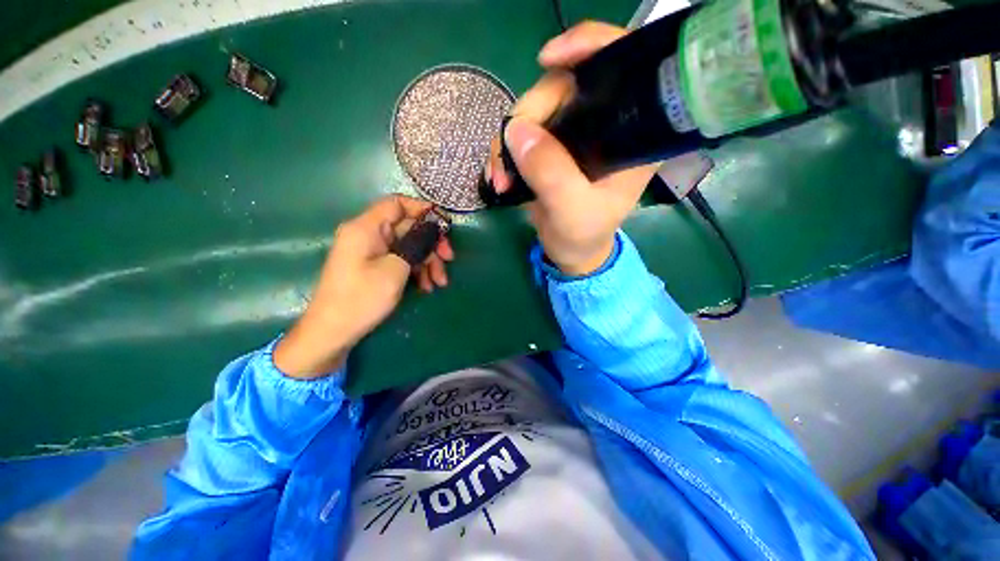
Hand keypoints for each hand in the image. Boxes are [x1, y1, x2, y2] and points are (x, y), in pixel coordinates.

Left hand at [274, 195, 453, 377]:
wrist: (333, 333)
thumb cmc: (361, 299)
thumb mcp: (395, 269)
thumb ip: (416, 244)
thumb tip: (433, 229)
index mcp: (366, 228)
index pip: (397, 204)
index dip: (422, 210)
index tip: (444, 226)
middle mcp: (368, 234)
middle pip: (408, 228)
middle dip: (431, 244)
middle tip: (449, 260)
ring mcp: (371, 251)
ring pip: (408, 246)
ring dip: (427, 261)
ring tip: (439, 283)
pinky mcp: (374, 266)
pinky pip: (401, 259)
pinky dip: (416, 270)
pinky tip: (426, 286)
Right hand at [486, 22, 659, 275]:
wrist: (571, 251)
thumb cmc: (584, 235)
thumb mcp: (572, 211)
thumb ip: (551, 173)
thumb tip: (516, 130)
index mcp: (629, 133)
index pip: (620, 65)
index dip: (587, 46)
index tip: (547, 60)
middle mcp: (604, 124)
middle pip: (563, 86)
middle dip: (528, 116)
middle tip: (508, 156)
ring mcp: (574, 134)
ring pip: (535, 110)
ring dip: (508, 139)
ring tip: (499, 177)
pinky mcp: (551, 147)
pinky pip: (522, 132)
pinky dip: (504, 150)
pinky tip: (498, 175)